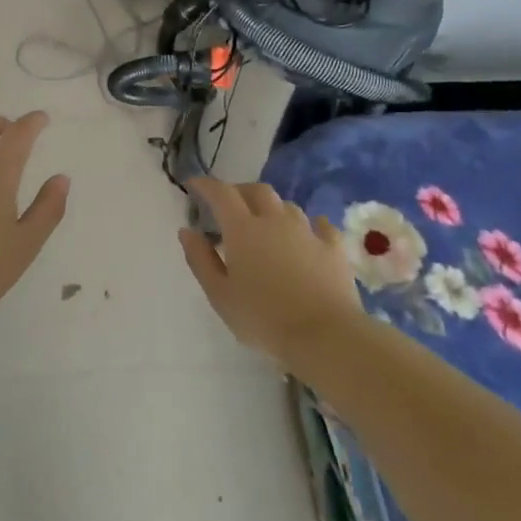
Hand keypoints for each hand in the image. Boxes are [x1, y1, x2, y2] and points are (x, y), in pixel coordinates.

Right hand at [178, 177, 361, 360]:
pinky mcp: (334, 248)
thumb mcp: (219, 294)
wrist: (324, 335)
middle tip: (228, 206)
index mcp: (243, 230)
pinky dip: (308, 225)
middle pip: (257, 191)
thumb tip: (187, 230)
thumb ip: (200, 259)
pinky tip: (307, 234)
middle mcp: (275, 221)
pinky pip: (320, 225)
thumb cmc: (262, 318)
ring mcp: (308, 232)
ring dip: (271, 208)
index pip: (221, 194)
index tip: (193, 185)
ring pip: (287, 206)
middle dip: (239, 191)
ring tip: (264, 224)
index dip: (205, 185)